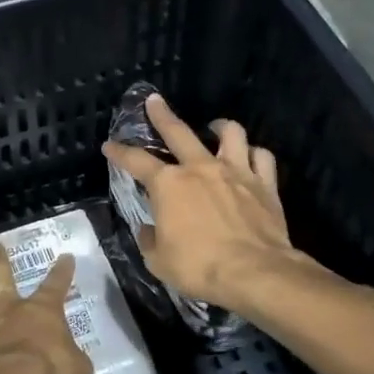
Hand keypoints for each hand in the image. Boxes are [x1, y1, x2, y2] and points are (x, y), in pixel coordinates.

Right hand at [101, 93, 301, 313]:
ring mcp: (235, 172)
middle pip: (178, 131)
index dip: (119, 152)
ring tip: (214, 126)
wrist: (255, 273)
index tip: (109, 146)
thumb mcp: (158, 261)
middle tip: (154, 100)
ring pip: (230, 133)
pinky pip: (261, 157)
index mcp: (168, 185)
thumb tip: (149, 228)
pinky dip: (254, 153)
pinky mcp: (264, 184)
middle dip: (161, 114)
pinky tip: (250, 156)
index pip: (136, 161)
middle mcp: (200, 168)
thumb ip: (150, 239)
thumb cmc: (199, 267)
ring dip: (220, 126)